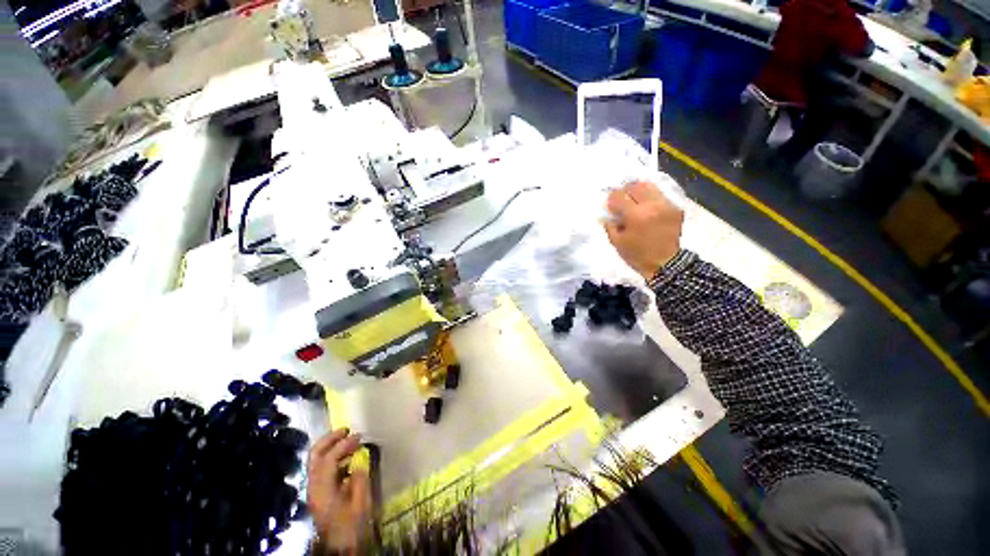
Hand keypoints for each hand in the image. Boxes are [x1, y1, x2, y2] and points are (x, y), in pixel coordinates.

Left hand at [307, 428, 370, 553]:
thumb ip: (360, 480)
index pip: (329, 459)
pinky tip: (347, 459)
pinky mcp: (318, 492)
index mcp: (323, 490)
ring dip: (331, 447)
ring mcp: (314, 489)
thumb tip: (359, 462)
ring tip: (349, 441)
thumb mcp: (361, 504)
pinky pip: (321, 468)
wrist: (339, 547)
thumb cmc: (352, 526)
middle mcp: (314, 486)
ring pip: (316, 460)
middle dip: (329, 439)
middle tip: (347, 430)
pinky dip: (332, 457)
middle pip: (315, 455)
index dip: (344, 444)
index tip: (359, 437)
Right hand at [603, 180, 684, 279]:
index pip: (618, 196)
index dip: (611, 199)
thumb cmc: (637, 255)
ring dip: (638, 191)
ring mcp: (665, 205)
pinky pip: (660, 195)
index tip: (610, 205)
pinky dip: (650, 197)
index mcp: (635, 215)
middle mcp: (652, 205)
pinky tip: (647, 207)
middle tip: (621, 200)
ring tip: (634, 199)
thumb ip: (610, 225)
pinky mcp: (674, 208)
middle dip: (625, 191)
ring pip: (649, 186)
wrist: (666, 263)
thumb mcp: (617, 242)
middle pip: (635, 186)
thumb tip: (607, 214)